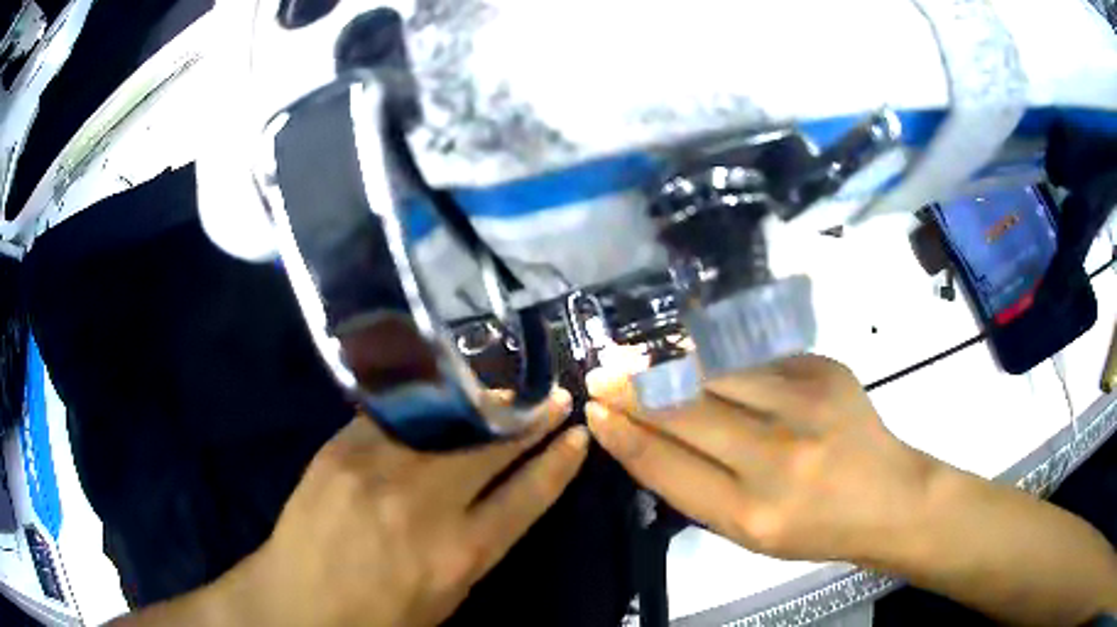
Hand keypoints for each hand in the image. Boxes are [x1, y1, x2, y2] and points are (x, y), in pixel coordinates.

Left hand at [218, 389, 586, 626]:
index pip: (528, 495)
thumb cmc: (380, 615)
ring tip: (503, 393)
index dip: (558, 462)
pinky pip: (395, 416)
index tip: (577, 436)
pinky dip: (426, 405)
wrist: (297, 602)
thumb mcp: (447, 596)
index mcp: (461, 553)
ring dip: (482, 404)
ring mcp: (378, 468)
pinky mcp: (341, 449)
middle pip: (492, 447)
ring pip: (447, 421)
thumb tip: (497, 497)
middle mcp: (425, 502)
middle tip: (550, 398)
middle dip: (530, 420)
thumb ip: (476, 545)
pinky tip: (441, 394)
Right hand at [585, 355, 931, 563]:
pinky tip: (700, 359)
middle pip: (683, 411)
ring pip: (714, 372)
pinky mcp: (823, 368)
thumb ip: (696, 486)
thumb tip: (645, 433)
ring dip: (669, 366)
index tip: (595, 410)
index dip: (623, 433)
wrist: (888, 496)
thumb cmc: (814, 528)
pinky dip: (718, 360)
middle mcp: (777, 457)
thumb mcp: (747, 532)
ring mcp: (805, 403)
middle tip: (603, 374)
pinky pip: (752, 359)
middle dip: (633, 390)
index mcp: (751, 514)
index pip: (665, 464)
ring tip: (640, 362)